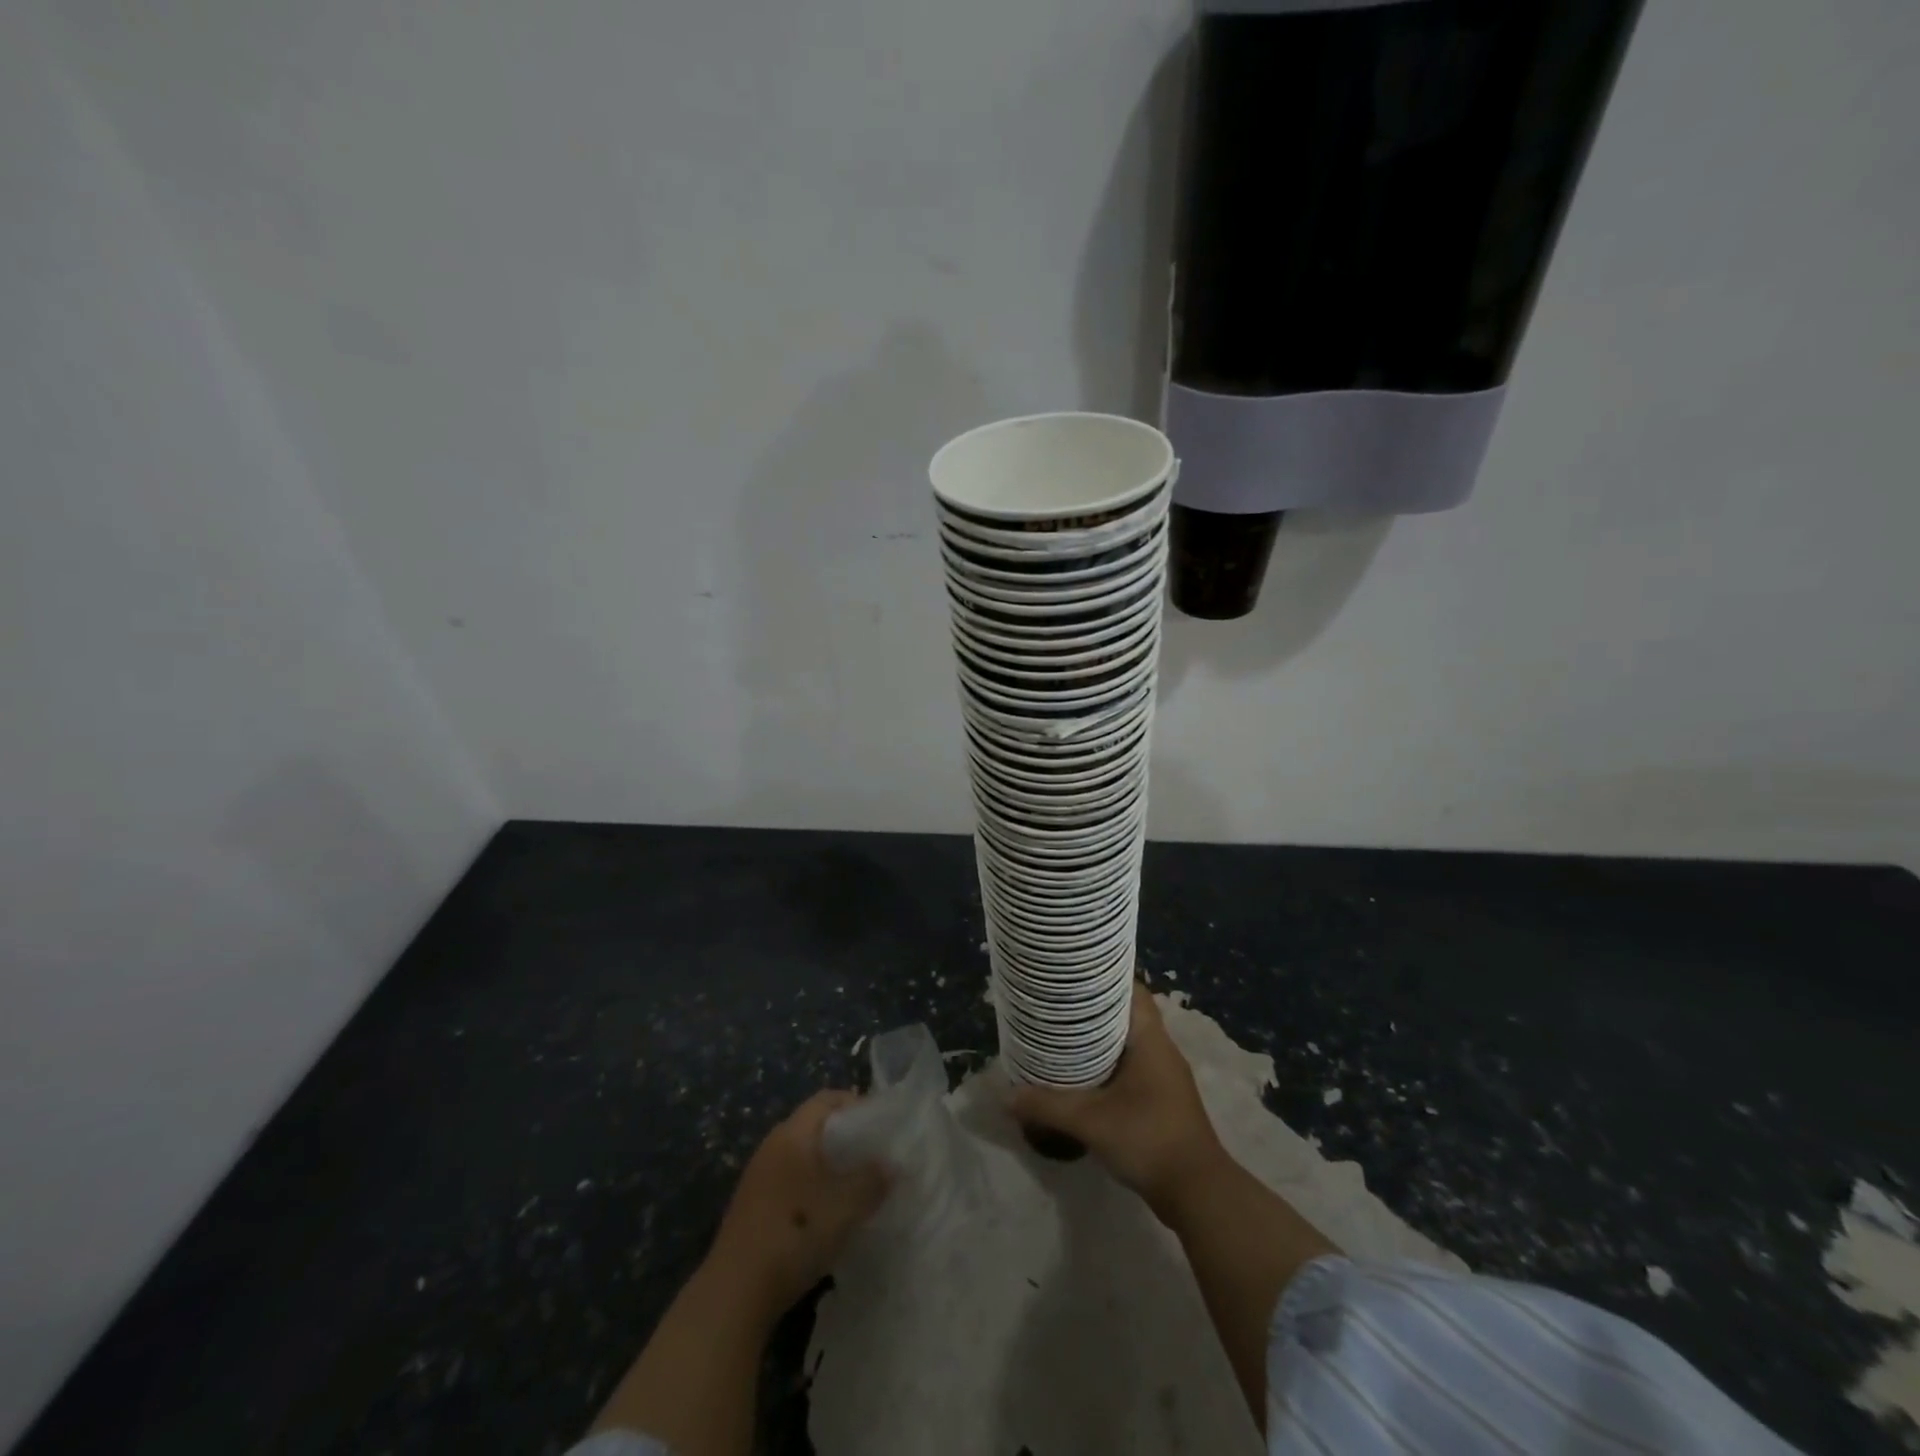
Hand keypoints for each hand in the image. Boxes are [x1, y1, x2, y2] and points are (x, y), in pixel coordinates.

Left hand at [705, 1090, 889, 1319]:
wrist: (735, 1294)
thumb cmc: (795, 1233)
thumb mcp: (846, 1205)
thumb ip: (873, 1179)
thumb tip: (891, 1164)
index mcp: (792, 1134)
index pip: (827, 1099)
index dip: (856, 1103)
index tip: (882, 1123)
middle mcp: (772, 1147)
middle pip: (814, 1127)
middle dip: (846, 1137)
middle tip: (875, 1155)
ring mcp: (759, 1179)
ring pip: (803, 1158)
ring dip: (830, 1167)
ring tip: (858, 1186)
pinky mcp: (754, 1209)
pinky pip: (792, 1183)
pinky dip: (814, 1189)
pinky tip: (829, 1216)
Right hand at [1009, 981, 1227, 1220]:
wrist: (1198, 1192)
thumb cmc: (1148, 1139)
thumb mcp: (1090, 1121)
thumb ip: (1047, 1105)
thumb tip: (1005, 1095)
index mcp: (1151, 1039)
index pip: (1131, 989)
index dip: (1103, 976)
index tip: (1072, 972)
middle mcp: (1161, 1049)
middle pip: (1126, 1013)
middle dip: (1093, 1007)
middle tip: (1057, 1002)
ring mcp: (1165, 1076)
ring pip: (1129, 1042)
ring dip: (1100, 1037)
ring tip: (1063, 1033)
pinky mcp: (1164, 1099)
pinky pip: (1132, 1066)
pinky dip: (1109, 1063)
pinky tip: (1084, 1075)